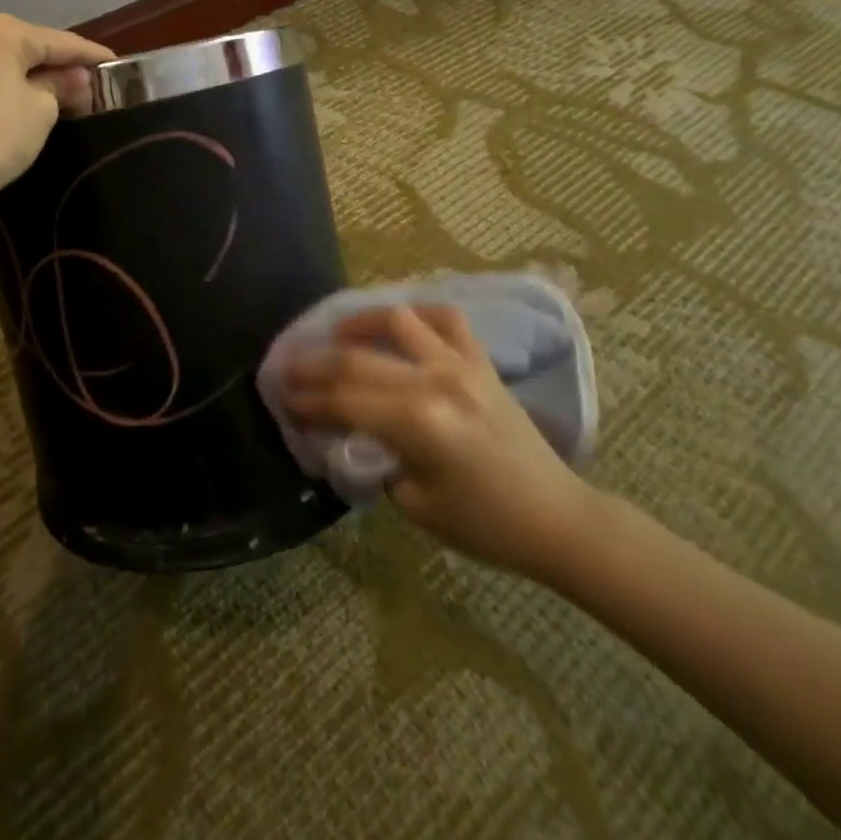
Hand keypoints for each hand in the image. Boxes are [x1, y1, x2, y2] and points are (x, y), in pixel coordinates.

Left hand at [0, 13, 115, 214]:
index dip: (92, 55)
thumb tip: (77, 79)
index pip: (62, 41)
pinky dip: (17, 88)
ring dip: (41, 79)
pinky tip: (36, 103)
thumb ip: (62, 87)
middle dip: (65, 67)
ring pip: (13, 64)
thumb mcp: (41, 111)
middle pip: (35, 48)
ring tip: (73, 97)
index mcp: (4, 32)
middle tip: (98, 87)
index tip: (120, 65)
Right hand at [283, 305, 599, 580]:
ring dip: (358, 323)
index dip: (308, 402)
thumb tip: (348, 434)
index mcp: (418, 424)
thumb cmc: (485, 524)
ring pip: (397, 320)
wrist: (557, 518)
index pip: (344, 402)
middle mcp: (436, 382)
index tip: (283, 401)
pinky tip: (398, 326)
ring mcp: (462, 365)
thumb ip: (376, 461)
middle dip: (314, 365)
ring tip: (337, 336)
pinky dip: (417, 315)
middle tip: (288, 369)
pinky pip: (445, 319)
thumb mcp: (416, 505)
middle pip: (357, 359)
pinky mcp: (481, 362)